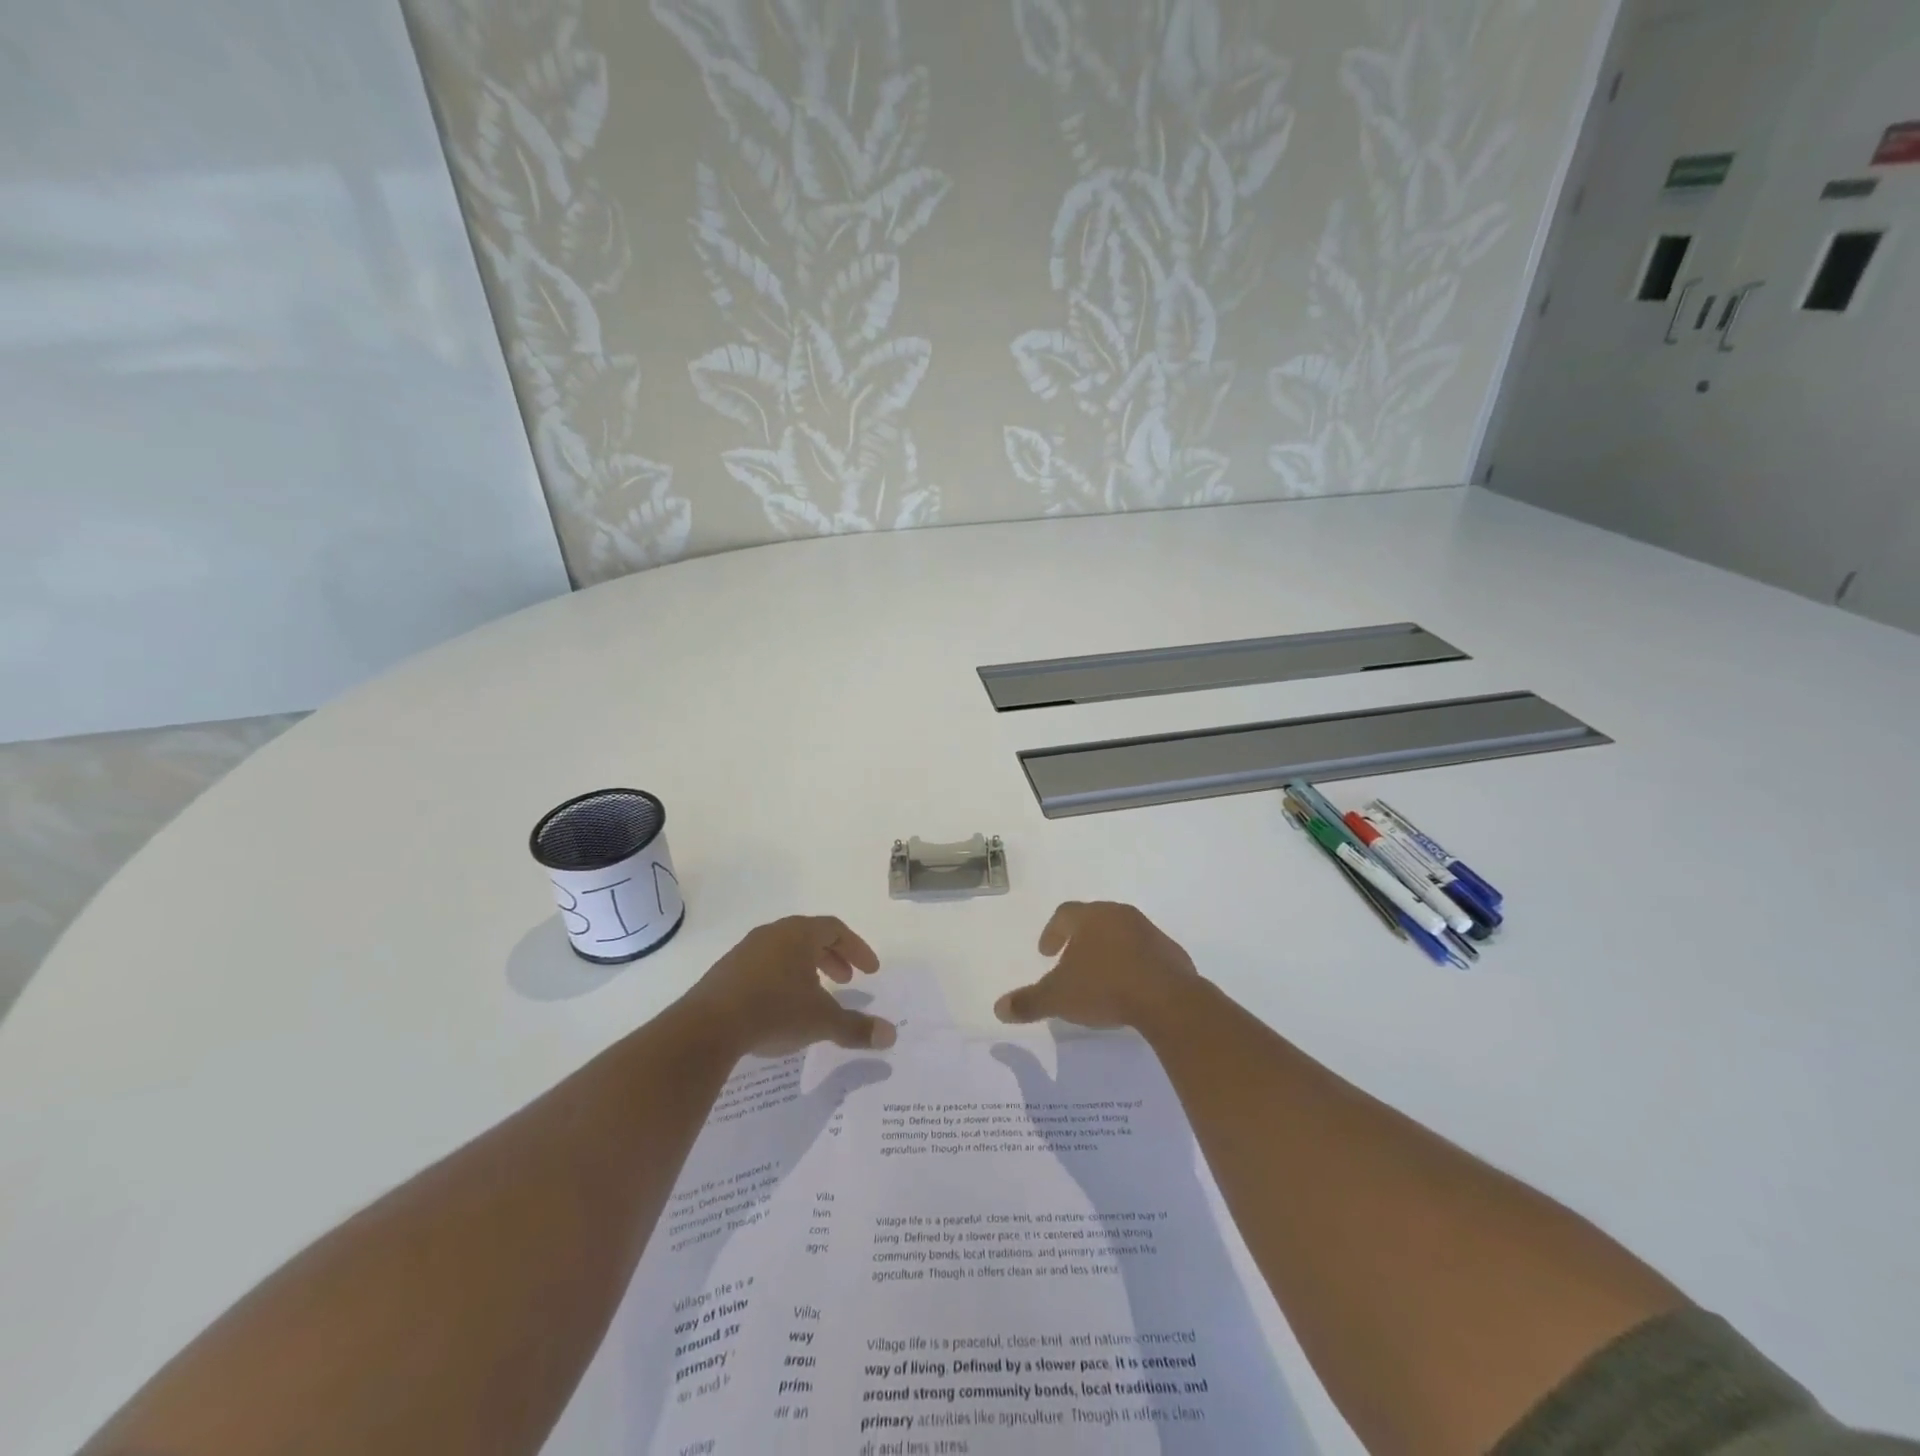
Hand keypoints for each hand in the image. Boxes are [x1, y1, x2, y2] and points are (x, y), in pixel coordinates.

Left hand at [682, 916, 894, 1057]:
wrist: (706, 1027)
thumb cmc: (773, 1011)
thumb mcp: (821, 1021)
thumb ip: (856, 1027)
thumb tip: (891, 1036)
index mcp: (798, 934)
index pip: (835, 929)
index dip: (856, 948)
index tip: (870, 971)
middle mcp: (772, 934)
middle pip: (810, 936)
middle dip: (833, 957)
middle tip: (847, 980)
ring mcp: (745, 951)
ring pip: (785, 950)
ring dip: (807, 968)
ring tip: (816, 994)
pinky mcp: (726, 971)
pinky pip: (764, 965)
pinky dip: (783, 978)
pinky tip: (782, 1006)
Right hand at [994, 901, 1202, 1030]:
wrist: (1167, 999)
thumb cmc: (1105, 988)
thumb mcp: (1059, 998)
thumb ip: (1028, 1002)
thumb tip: (998, 1008)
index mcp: (1090, 918)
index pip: (1064, 914)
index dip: (1052, 932)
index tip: (1046, 953)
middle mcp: (1119, 915)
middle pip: (1094, 920)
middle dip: (1080, 938)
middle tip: (1070, 959)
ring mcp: (1148, 931)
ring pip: (1121, 934)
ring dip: (1108, 950)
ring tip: (1101, 975)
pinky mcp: (1171, 952)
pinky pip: (1145, 953)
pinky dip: (1133, 964)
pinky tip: (1130, 987)